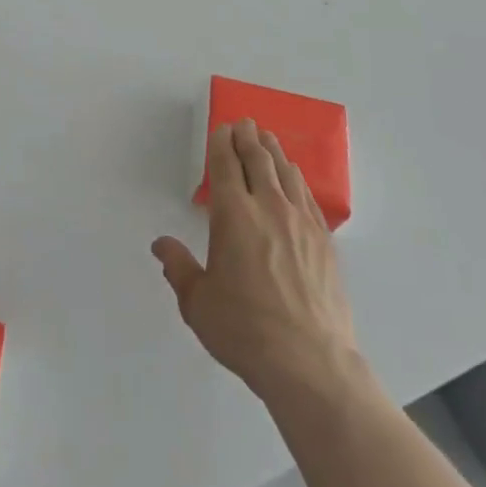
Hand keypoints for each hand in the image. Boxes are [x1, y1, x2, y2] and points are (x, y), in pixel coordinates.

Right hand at [152, 121, 360, 405]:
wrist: (311, 364)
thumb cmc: (246, 331)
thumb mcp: (198, 303)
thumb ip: (178, 268)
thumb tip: (160, 245)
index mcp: (233, 215)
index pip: (226, 165)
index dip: (221, 143)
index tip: (221, 129)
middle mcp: (268, 207)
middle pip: (258, 160)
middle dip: (247, 137)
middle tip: (244, 123)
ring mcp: (301, 222)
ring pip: (286, 173)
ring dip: (273, 151)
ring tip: (267, 139)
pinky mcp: (325, 241)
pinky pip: (308, 196)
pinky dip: (297, 178)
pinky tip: (294, 178)